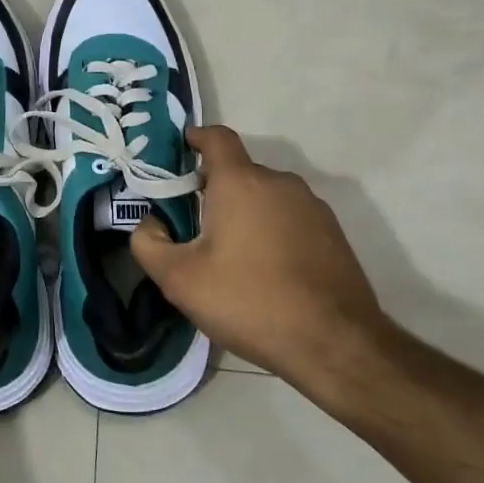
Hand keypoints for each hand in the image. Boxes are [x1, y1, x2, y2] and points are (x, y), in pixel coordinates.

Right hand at [130, 126, 391, 393]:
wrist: (335, 345)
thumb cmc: (250, 302)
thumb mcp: (180, 280)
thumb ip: (148, 243)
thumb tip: (149, 223)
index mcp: (241, 182)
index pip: (216, 137)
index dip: (195, 138)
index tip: (178, 153)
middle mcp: (279, 183)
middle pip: (238, 172)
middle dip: (213, 190)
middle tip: (193, 228)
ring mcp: (312, 207)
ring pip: (265, 197)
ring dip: (244, 214)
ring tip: (230, 257)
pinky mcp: (333, 234)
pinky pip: (290, 219)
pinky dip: (272, 232)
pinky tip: (266, 272)